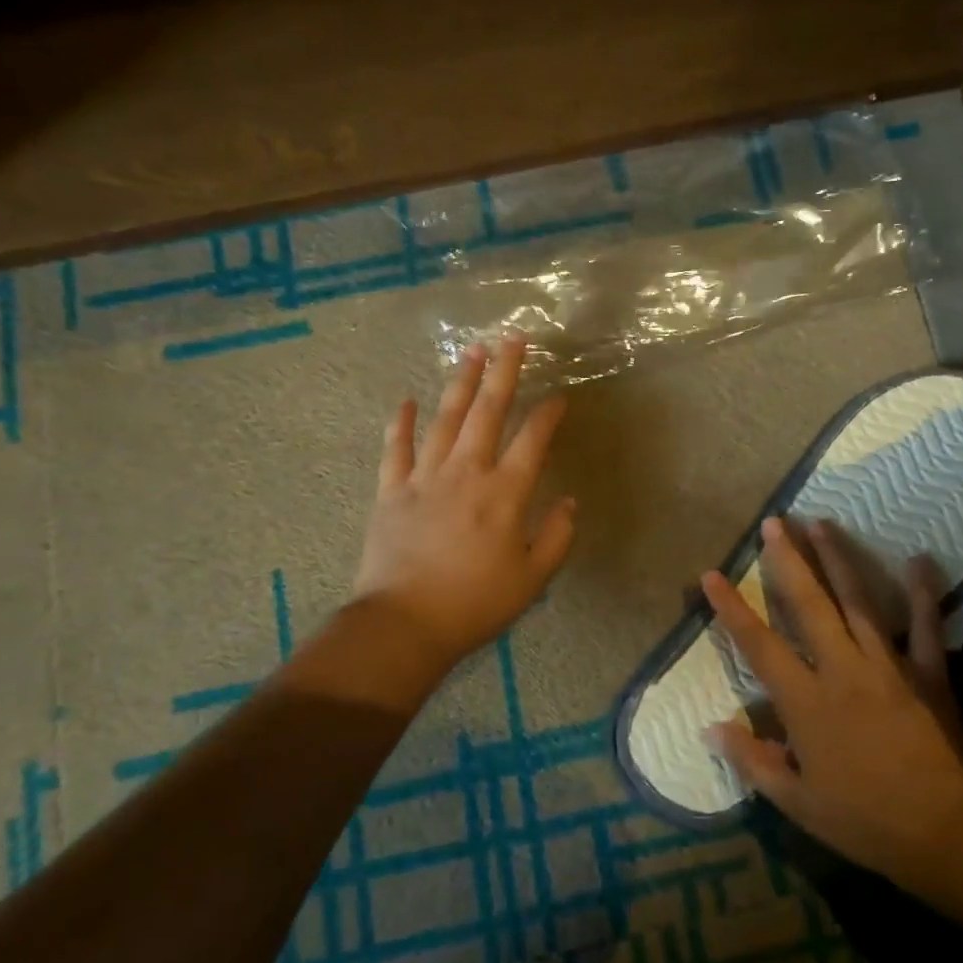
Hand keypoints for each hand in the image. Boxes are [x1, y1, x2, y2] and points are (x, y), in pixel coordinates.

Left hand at [348, 336, 576, 678]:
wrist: (405, 624)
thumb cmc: (476, 604)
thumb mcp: (532, 578)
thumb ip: (557, 536)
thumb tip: (570, 502)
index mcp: (505, 493)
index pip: (533, 440)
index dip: (549, 414)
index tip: (560, 395)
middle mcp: (467, 473)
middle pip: (488, 412)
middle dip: (504, 373)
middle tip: (512, 338)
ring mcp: (425, 478)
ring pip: (445, 419)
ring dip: (460, 383)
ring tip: (472, 352)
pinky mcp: (392, 491)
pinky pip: (396, 449)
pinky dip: (400, 423)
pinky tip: (406, 399)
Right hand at [705, 517, 962, 892]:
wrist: (943, 833)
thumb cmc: (863, 820)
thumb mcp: (796, 803)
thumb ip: (751, 760)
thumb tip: (710, 727)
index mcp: (806, 701)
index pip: (759, 645)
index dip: (732, 608)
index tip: (711, 574)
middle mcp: (842, 669)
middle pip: (809, 604)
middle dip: (788, 561)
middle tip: (774, 522)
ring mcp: (887, 665)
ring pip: (858, 601)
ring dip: (838, 559)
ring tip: (822, 523)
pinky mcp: (928, 673)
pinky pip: (925, 626)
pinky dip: (923, 593)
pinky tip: (919, 560)